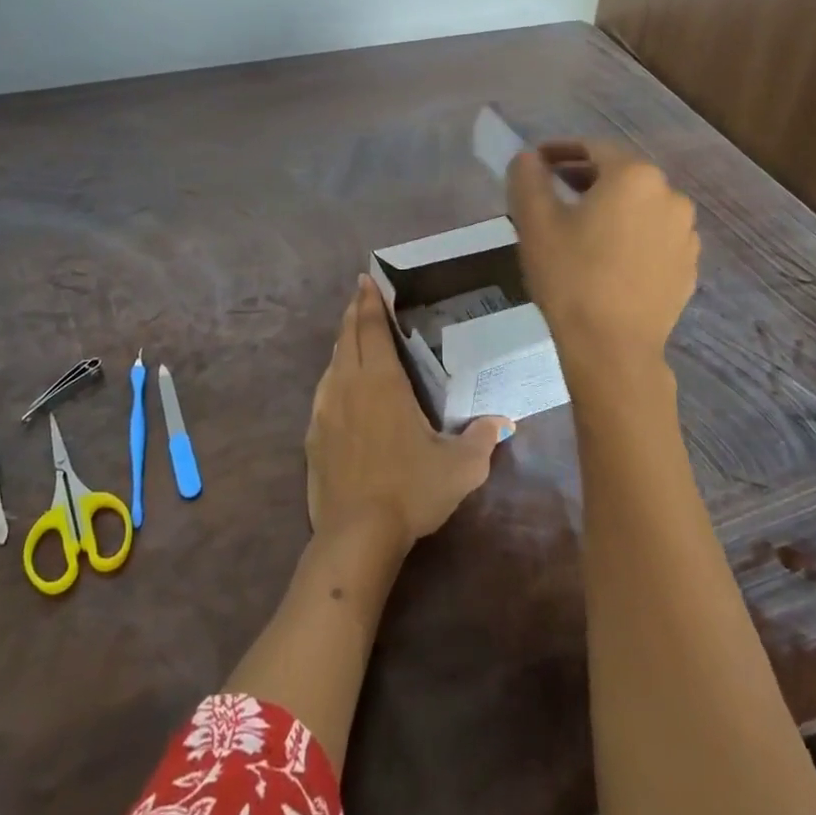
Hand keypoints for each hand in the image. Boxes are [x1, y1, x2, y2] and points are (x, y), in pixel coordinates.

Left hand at [305, 276, 510, 549]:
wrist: (356, 534)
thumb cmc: (411, 490)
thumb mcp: (460, 467)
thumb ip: (483, 439)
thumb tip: (503, 422)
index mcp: (382, 381)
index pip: (372, 328)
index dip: (370, 302)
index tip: (366, 280)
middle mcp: (348, 384)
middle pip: (348, 336)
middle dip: (354, 312)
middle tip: (360, 295)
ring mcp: (325, 408)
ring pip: (333, 362)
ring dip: (343, 342)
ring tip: (352, 334)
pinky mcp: (312, 434)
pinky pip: (323, 391)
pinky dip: (334, 375)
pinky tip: (340, 385)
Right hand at [508, 140, 699, 388]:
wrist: (612, 349)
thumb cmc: (570, 277)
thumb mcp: (535, 222)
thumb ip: (528, 178)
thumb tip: (528, 158)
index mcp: (634, 177)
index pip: (593, 149)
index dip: (561, 151)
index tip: (537, 163)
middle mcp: (670, 196)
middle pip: (621, 176)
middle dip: (585, 178)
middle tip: (553, 194)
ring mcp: (685, 234)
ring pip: (640, 207)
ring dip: (611, 207)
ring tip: (580, 228)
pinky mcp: (688, 267)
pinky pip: (655, 237)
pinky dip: (631, 235)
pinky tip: (608, 257)